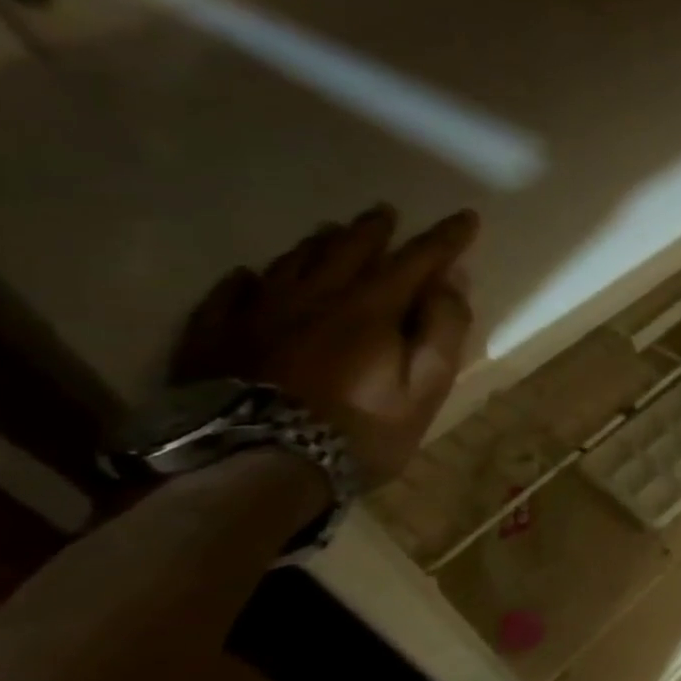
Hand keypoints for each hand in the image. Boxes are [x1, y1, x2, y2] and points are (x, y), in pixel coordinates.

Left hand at [172, 205, 479, 486]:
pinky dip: (245, 280)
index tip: (466, 217)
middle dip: (374, 230)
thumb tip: (451, 282)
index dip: (445, 238)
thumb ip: (442, 331)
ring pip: (291, 264)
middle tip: (386, 212)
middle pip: (347, 251)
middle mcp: (313, 298)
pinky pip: (228, 296)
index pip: (417, 260)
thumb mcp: (425, 388)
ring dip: (317, 244)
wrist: (255, 468)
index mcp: (370, 309)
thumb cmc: (359, 431)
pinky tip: (248, 275)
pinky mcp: (214, 339)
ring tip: (330, 231)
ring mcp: (256, 315)